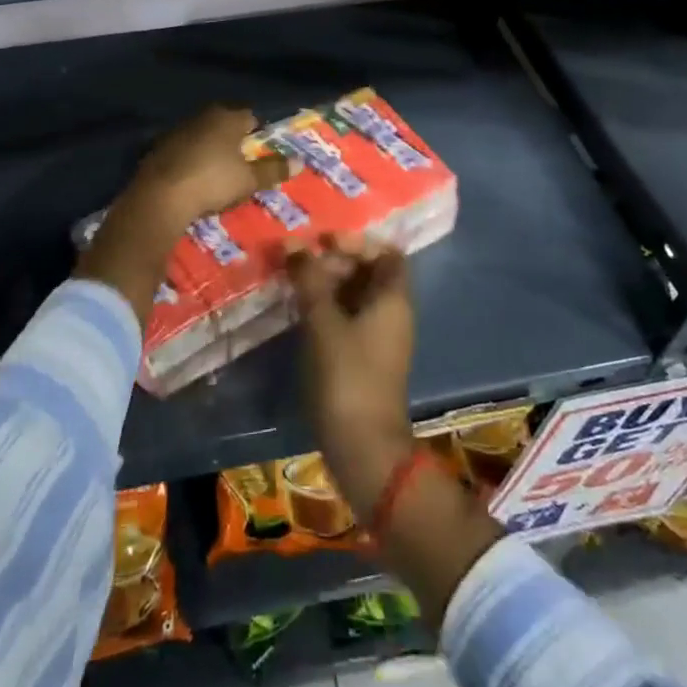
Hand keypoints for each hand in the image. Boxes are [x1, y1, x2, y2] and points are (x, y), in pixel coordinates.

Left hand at [78, 106, 291, 322]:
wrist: (161, 196)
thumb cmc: (212, 181)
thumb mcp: (249, 180)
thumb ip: (273, 170)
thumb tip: (299, 162)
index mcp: (227, 118)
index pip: (250, 117)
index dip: (258, 134)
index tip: (261, 152)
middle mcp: (203, 116)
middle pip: (225, 124)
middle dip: (234, 140)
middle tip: (242, 163)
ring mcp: (178, 130)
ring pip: (203, 135)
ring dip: (210, 148)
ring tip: (218, 172)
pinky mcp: (159, 146)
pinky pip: (184, 149)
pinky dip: (191, 159)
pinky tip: (193, 177)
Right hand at [289, 235, 415, 520]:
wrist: (362, 446)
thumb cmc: (346, 375)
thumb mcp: (323, 321)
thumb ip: (309, 279)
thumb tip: (294, 243)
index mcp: (393, 298)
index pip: (386, 252)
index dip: (357, 241)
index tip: (323, 241)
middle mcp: (392, 313)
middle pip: (369, 272)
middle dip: (335, 261)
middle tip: (299, 261)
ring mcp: (379, 338)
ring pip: (356, 296)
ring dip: (327, 284)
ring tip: (293, 280)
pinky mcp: (364, 359)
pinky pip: (349, 319)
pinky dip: (327, 308)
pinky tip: (299, 310)